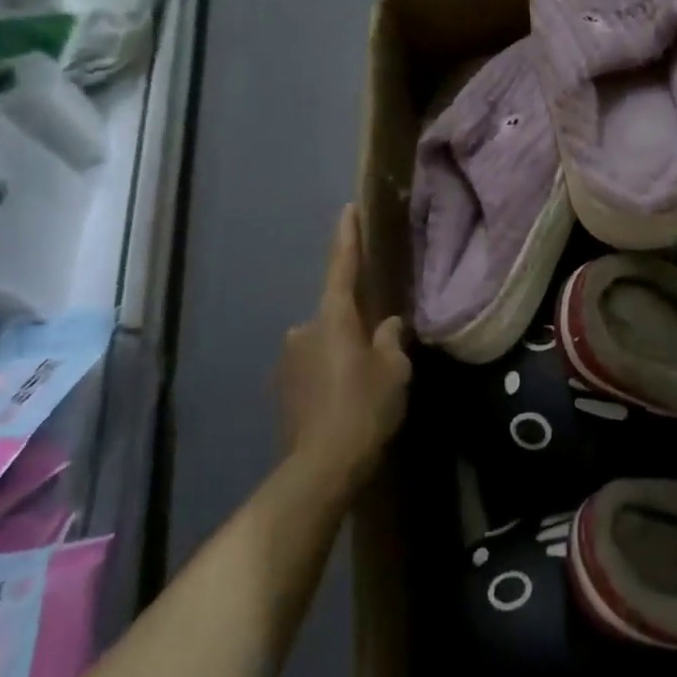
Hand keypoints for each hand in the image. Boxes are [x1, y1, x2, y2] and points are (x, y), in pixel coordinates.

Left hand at [276, 206, 410, 488]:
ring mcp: (289, 359)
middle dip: (355, 320)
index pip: (342, 267)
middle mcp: (304, 330)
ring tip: (366, 377)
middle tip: (380, 341)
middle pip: (335, 312)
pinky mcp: (283, 387)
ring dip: (342, 348)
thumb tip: (389, 325)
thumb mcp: (393, 371)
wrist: (321, 467)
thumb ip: (391, 341)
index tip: (348, 209)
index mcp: (333, 318)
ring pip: (324, 341)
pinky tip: (347, 395)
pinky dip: (330, 370)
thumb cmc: (364, 408)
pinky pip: (314, 365)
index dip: (347, 237)